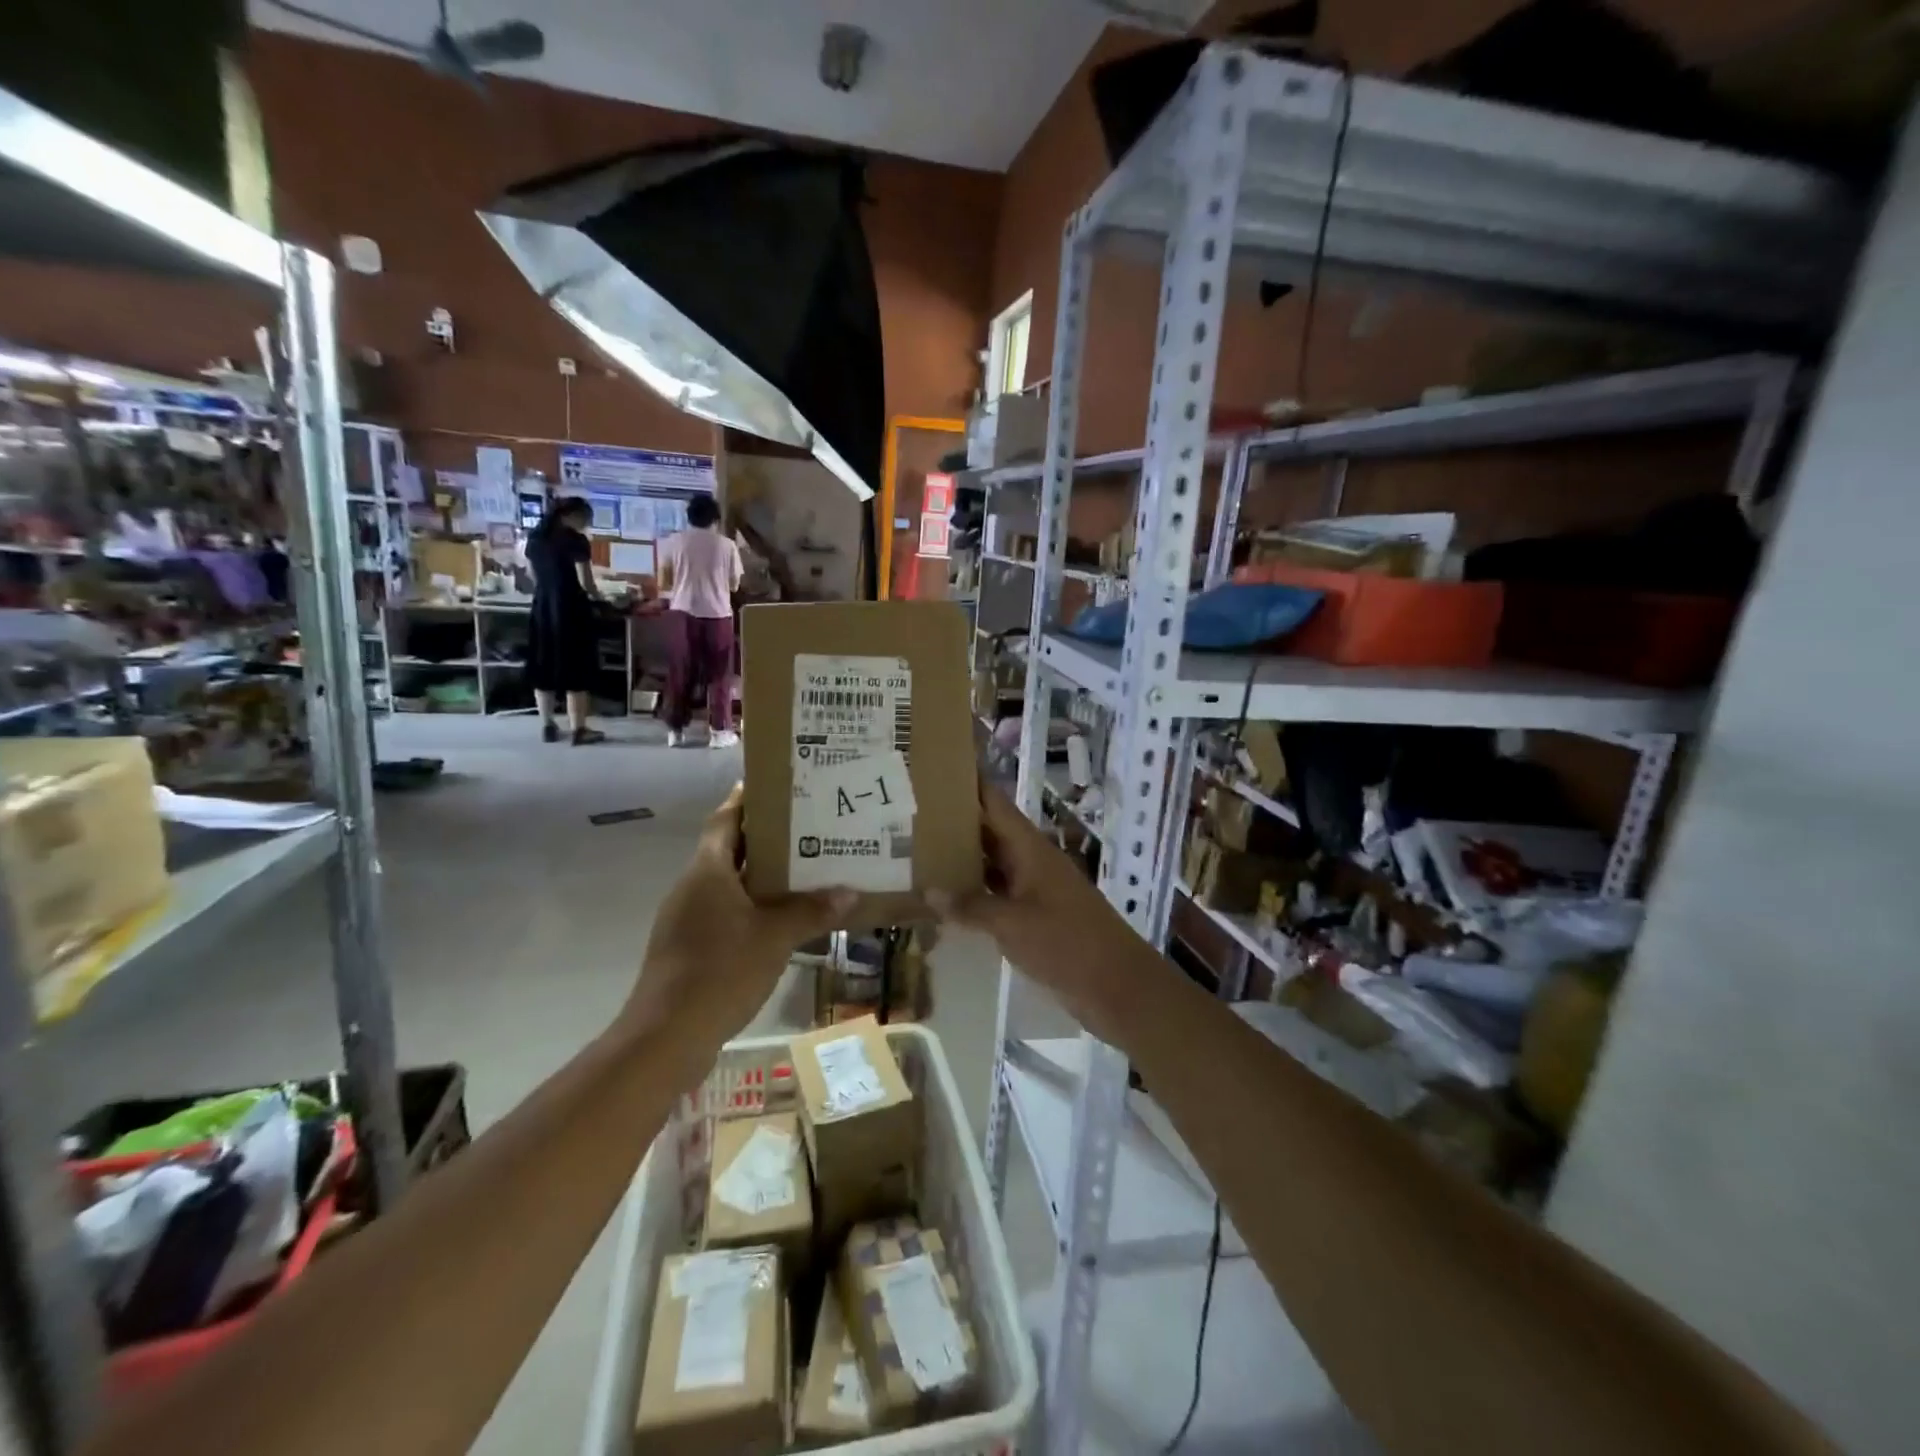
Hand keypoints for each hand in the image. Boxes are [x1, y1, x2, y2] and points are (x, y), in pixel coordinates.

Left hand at [625, 785, 851, 1045]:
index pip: (725, 819)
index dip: (746, 800)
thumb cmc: (720, 971)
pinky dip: (752, 907)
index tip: (777, 787)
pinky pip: (725, 913)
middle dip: (765, 838)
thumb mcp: (775, 937)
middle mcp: (693, 887)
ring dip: (761, 876)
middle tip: (808, 828)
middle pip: (729, 849)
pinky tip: (781, 920)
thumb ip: (811, 911)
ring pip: (728, 883)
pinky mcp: (688, 948)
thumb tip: (851, 893)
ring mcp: (686, 919)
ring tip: (804, 870)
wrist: (666, 1036)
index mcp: (708, 870)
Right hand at [929, 781, 1157, 1042]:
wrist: (1118, 987)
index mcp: (1030, 849)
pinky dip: (972, 895)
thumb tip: (929, 891)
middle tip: (906, 815)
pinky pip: (996, 896)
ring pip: (990, 866)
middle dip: (953, 822)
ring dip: (959, 860)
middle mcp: (1030, 862)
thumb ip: (971, 906)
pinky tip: (943, 900)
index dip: (968, 783)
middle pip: (989, 832)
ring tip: (913, 852)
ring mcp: (1033, 890)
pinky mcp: (1033, 918)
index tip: (932, 769)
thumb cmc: (1068, 943)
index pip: (994, 803)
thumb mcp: (1014, 924)